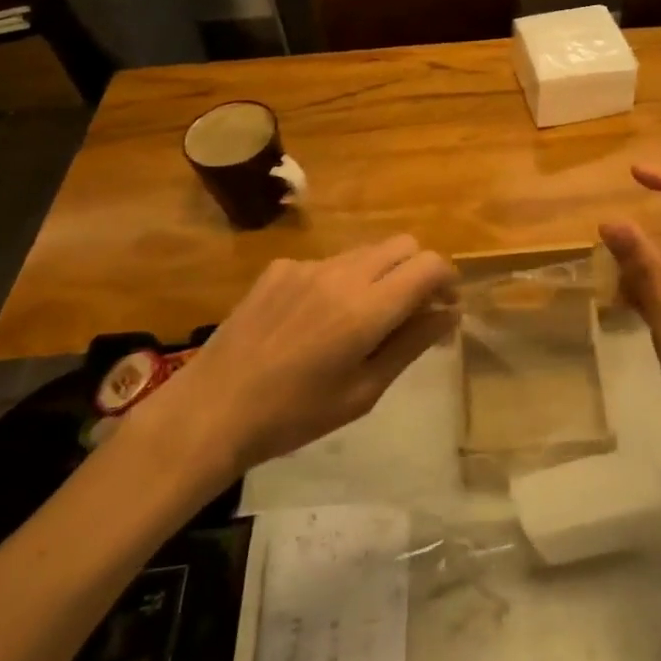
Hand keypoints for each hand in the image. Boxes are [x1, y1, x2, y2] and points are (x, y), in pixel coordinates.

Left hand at [122, 237, 457, 481]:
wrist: (212, 408)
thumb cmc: (294, 415)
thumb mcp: (363, 392)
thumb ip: (410, 344)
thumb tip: (448, 313)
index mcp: (366, 308)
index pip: (428, 265)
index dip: (447, 280)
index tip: (446, 307)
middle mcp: (341, 273)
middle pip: (402, 245)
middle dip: (418, 271)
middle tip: (412, 311)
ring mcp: (307, 265)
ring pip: (365, 252)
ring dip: (380, 275)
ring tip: (362, 321)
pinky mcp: (279, 268)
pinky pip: (327, 263)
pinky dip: (340, 282)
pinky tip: (315, 322)